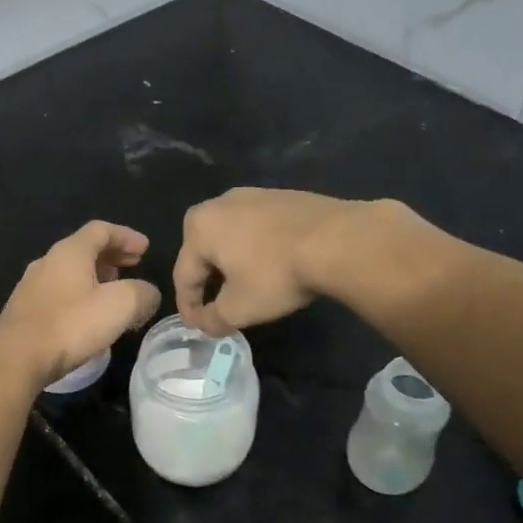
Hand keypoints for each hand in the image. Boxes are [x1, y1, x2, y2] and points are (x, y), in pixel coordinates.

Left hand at [0, 221, 162, 389]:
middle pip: (85, 249)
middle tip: (134, 266)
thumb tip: (149, 294)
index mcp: (70, 251)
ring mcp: (32, 286)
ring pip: (71, 272)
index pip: (102, 230)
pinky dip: (81, 295)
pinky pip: (60, 293)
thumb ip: (142, 294)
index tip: (146, 249)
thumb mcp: (120, 306)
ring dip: (96, 277)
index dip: (127, 236)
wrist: (16, 359)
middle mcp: (48, 261)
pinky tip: (89, 317)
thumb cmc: (70, 325)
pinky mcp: (25, 310)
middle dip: (113, 256)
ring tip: (116, 293)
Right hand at [173, 188, 363, 335]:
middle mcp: (219, 203)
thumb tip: (204, 324)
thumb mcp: (239, 309)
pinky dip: (256, 247)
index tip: (197, 327)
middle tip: (216, 305)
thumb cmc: (276, 274)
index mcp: (199, 228)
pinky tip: (271, 264)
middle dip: (206, 280)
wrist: (338, 240)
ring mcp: (253, 194)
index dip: (188, 307)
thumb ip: (213, 320)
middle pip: (203, 250)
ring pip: (231, 236)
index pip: (184, 275)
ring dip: (232, 262)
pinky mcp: (282, 196)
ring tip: (244, 285)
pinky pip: (257, 227)